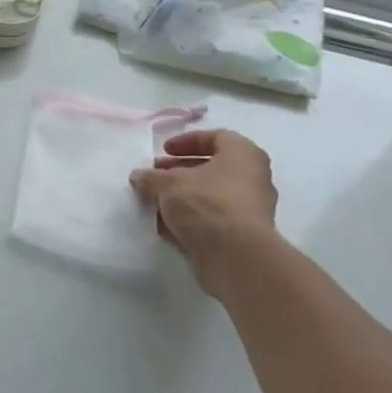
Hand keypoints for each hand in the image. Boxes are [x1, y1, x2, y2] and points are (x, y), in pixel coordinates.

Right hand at [129, 128, 279, 295]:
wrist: (235, 255)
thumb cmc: (206, 203)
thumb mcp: (168, 183)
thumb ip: (150, 177)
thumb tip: (138, 176)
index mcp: (243, 154)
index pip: (216, 137)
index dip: (187, 141)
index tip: (164, 150)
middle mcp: (252, 178)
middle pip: (212, 168)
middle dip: (180, 170)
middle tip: (156, 175)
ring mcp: (250, 209)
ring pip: (211, 195)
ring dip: (183, 196)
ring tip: (155, 201)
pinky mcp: (243, 235)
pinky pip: (213, 218)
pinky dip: (191, 218)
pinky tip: (166, 224)